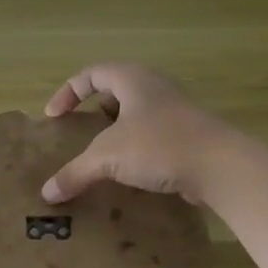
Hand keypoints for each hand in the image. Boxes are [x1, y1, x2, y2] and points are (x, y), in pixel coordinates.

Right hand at [40, 63, 244, 205]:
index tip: (54, 117)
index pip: (91, 74)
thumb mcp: (108, 157)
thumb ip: (75, 172)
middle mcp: (154, 88)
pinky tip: (129, 172)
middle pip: (115, 91)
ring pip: (135, 115)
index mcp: (133, 79)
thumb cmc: (159, 145)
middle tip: (79, 133)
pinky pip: (152, 136)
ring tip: (101, 156)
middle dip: (93, 112)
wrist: (220, 165)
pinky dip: (135, 149)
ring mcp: (174, 111)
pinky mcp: (186, 135)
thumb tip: (47, 193)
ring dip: (115, 133)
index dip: (68, 93)